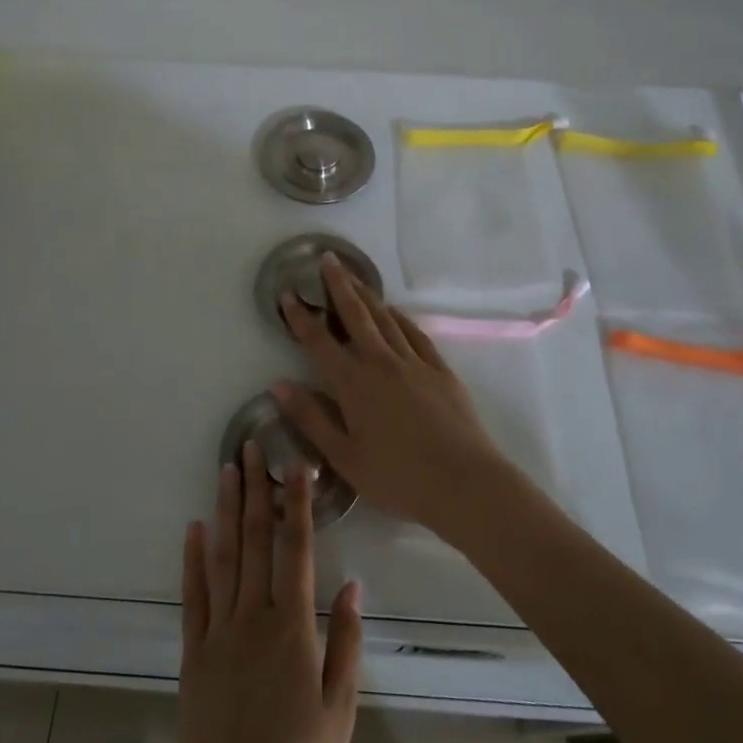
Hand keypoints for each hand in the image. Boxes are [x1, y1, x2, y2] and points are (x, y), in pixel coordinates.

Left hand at [154, 441, 362, 742]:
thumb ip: (345, 644)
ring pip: (223, 557)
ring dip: (226, 511)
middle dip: (256, 490)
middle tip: (250, 447)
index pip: (297, 550)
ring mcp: (218, 632)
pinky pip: (193, 595)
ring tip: (225, 470)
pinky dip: (192, 558)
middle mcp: (253, 617)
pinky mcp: (193, 653)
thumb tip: (352, 586)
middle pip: (256, 541)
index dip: (297, 503)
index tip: (295, 464)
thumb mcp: (340, 713)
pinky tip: (194, 528)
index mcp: (292, 629)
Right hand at [273, 254, 510, 537]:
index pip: (319, 342)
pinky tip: (394, 311)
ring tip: (354, 277)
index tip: (288, 294)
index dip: (301, 317)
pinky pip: (415, 333)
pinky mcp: (440, 370)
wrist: (464, 483)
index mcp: (354, 385)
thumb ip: (311, 418)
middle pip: (356, 316)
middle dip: (339, 286)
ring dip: (367, 295)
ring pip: (386, 318)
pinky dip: (400, 317)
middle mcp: (382, 363)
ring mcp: (414, 362)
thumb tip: (278, 384)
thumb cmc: (398, 478)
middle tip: (328, 260)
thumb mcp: (344, 458)